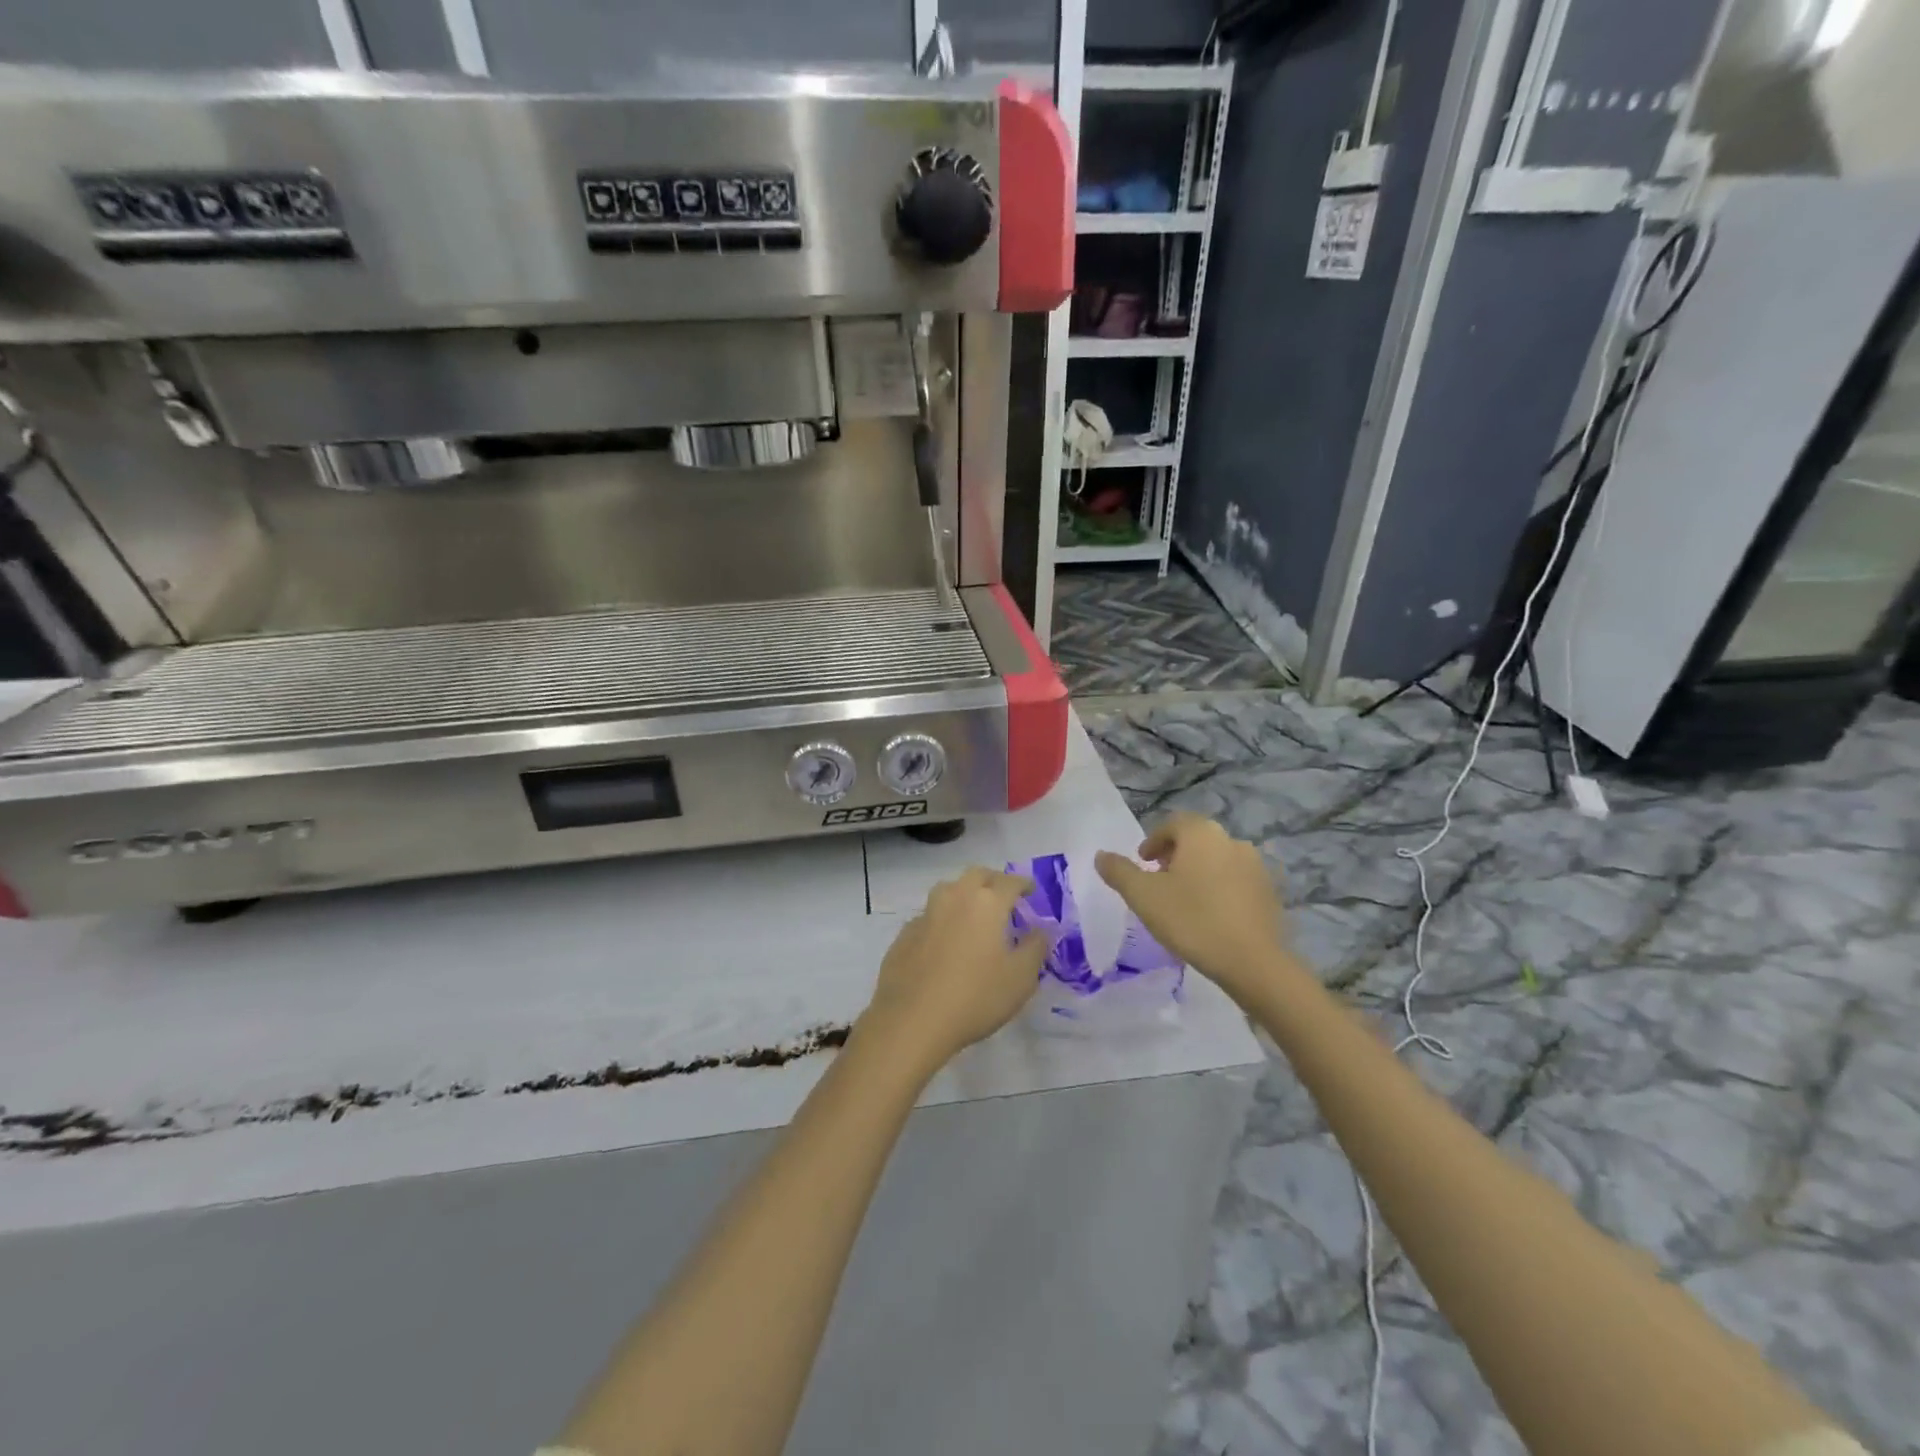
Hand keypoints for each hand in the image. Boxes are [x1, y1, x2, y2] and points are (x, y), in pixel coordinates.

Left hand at [861, 867, 1049, 1074]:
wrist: (912, 1020)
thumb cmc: (976, 997)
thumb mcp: (1021, 978)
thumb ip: (1036, 948)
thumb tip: (1039, 930)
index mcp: (986, 903)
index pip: (1010, 882)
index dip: (1024, 884)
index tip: (1031, 891)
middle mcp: (955, 898)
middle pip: (976, 875)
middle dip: (993, 881)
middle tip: (1003, 897)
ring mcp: (926, 914)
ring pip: (949, 890)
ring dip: (965, 894)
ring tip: (974, 915)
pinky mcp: (905, 934)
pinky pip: (930, 916)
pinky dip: (943, 920)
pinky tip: (945, 942)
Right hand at [1096, 813, 1292, 999]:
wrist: (1252, 962)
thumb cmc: (1192, 920)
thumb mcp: (1143, 896)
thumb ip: (1119, 871)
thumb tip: (1101, 855)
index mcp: (1202, 833)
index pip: (1172, 824)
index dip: (1153, 841)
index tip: (1143, 863)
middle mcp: (1232, 840)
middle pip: (1196, 840)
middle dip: (1175, 856)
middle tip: (1159, 882)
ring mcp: (1256, 866)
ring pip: (1217, 860)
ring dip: (1198, 872)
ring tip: (1184, 901)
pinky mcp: (1270, 892)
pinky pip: (1236, 881)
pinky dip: (1220, 889)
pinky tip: (1211, 916)